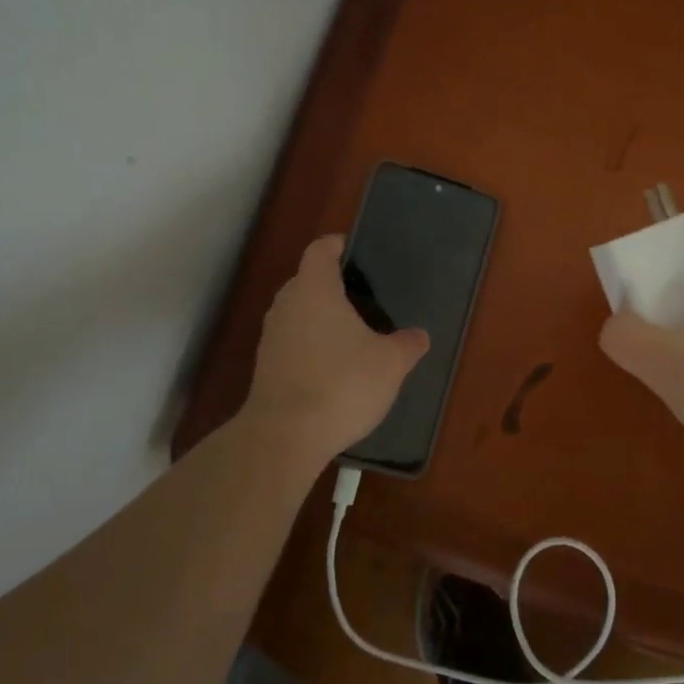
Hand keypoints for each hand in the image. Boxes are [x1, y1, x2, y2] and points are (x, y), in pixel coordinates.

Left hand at [240, 236, 429, 469]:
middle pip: (307, 281)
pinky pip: (292, 342)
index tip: (355, 251)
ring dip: (320, 318)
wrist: (285, 437)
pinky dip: (310, 346)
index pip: (320, 250)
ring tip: (352, 334)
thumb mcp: (390, 363)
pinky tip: (334, 369)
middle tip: (364, 298)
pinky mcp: (265, 367)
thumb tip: (419, 336)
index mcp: (315, 288)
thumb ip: (407, 344)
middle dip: (332, 286)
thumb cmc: (342, 383)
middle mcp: (287, 305)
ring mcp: (271, 337)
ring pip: (298, 313)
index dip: (337, 246)